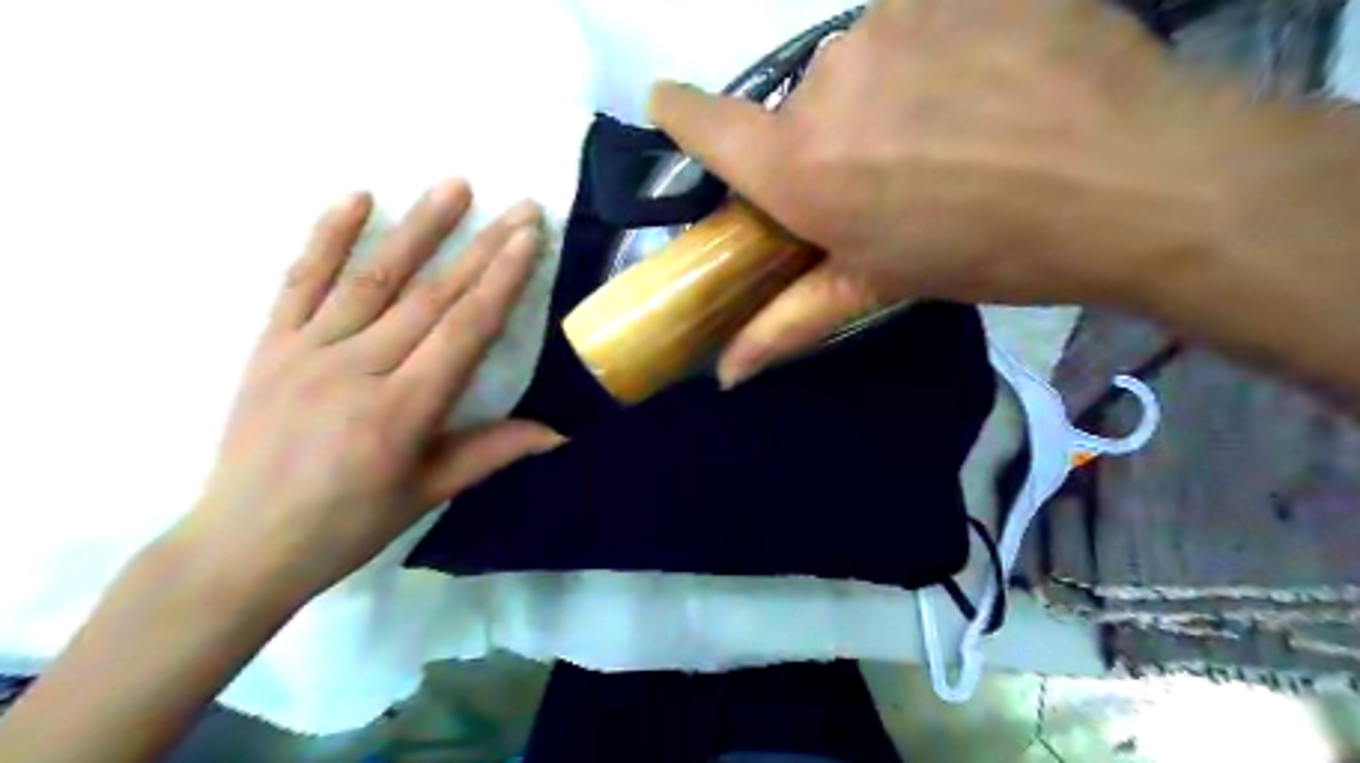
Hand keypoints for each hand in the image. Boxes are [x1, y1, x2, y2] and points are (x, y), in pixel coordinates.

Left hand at [183, 180, 561, 600]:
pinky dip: (327, 236)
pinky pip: (299, 280)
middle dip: (482, 247)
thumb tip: (560, 432)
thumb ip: (493, 451)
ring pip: (373, 277)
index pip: (464, 330)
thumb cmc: (348, 525)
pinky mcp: (269, 344)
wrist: (242, 544)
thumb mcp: (429, 493)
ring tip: (455, 186)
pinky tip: (356, 198)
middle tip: (519, 207)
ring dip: (419, 227)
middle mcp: (357, 369)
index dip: (501, 281)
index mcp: (402, 411)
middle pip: (431, 296)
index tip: (528, 239)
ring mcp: (306, 351)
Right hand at [645, 0, 1228, 383]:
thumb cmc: (985, 249)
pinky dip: (940, 51)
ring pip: (861, 62)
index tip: (670, 107)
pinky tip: (991, 85)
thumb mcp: (878, 286)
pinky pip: (920, 22)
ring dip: (888, 93)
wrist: (1130, 178)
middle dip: (832, 138)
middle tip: (895, 171)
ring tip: (955, 129)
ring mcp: (891, 19)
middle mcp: (825, 82)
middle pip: (802, 108)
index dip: (679, 114)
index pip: (702, 122)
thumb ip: (789, 323)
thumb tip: (724, 375)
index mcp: (799, 166)